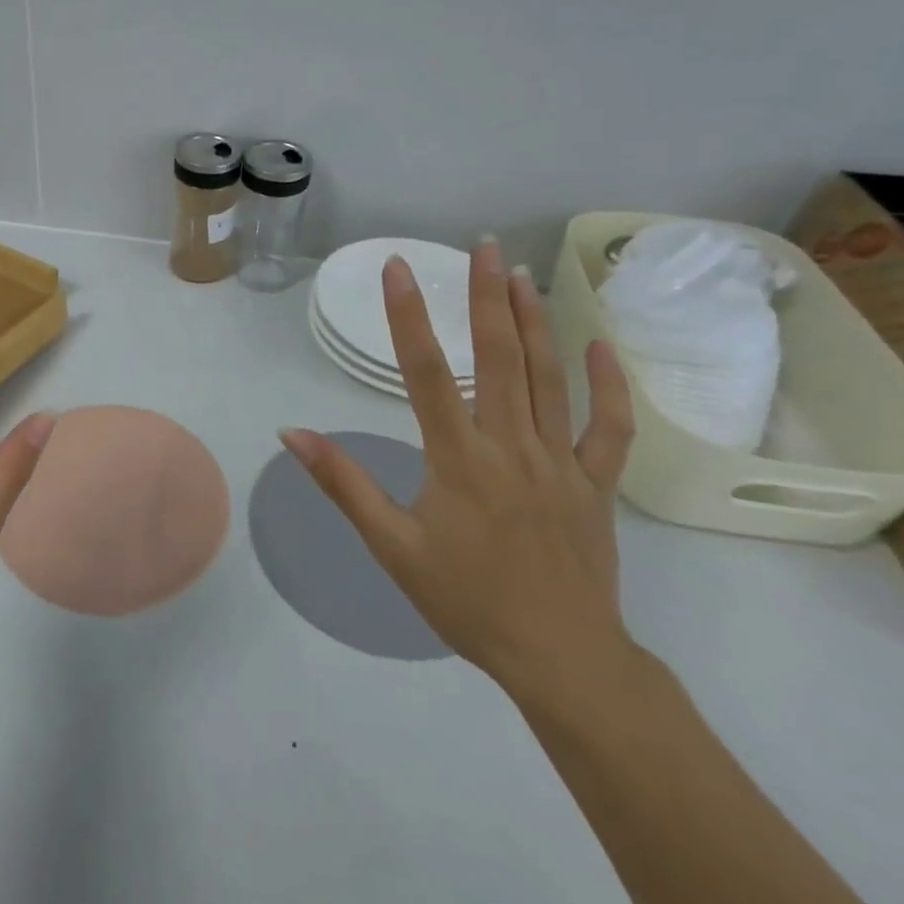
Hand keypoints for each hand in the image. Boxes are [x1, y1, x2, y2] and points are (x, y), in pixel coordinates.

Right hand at [281, 240, 637, 699]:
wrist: (559, 657)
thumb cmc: (465, 600)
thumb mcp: (391, 546)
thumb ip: (342, 483)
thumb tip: (292, 433)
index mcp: (459, 460)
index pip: (426, 373)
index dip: (409, 315)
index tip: (399, 268)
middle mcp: (511, 447)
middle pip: (500, 359)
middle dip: (486, 296)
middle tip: (482, 246)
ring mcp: (561, 462)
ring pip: (551, 379)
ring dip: (536, 322)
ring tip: (521, 274)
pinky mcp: (596, 484)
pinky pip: (610, 427)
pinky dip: (610, 384)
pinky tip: (600, 344)